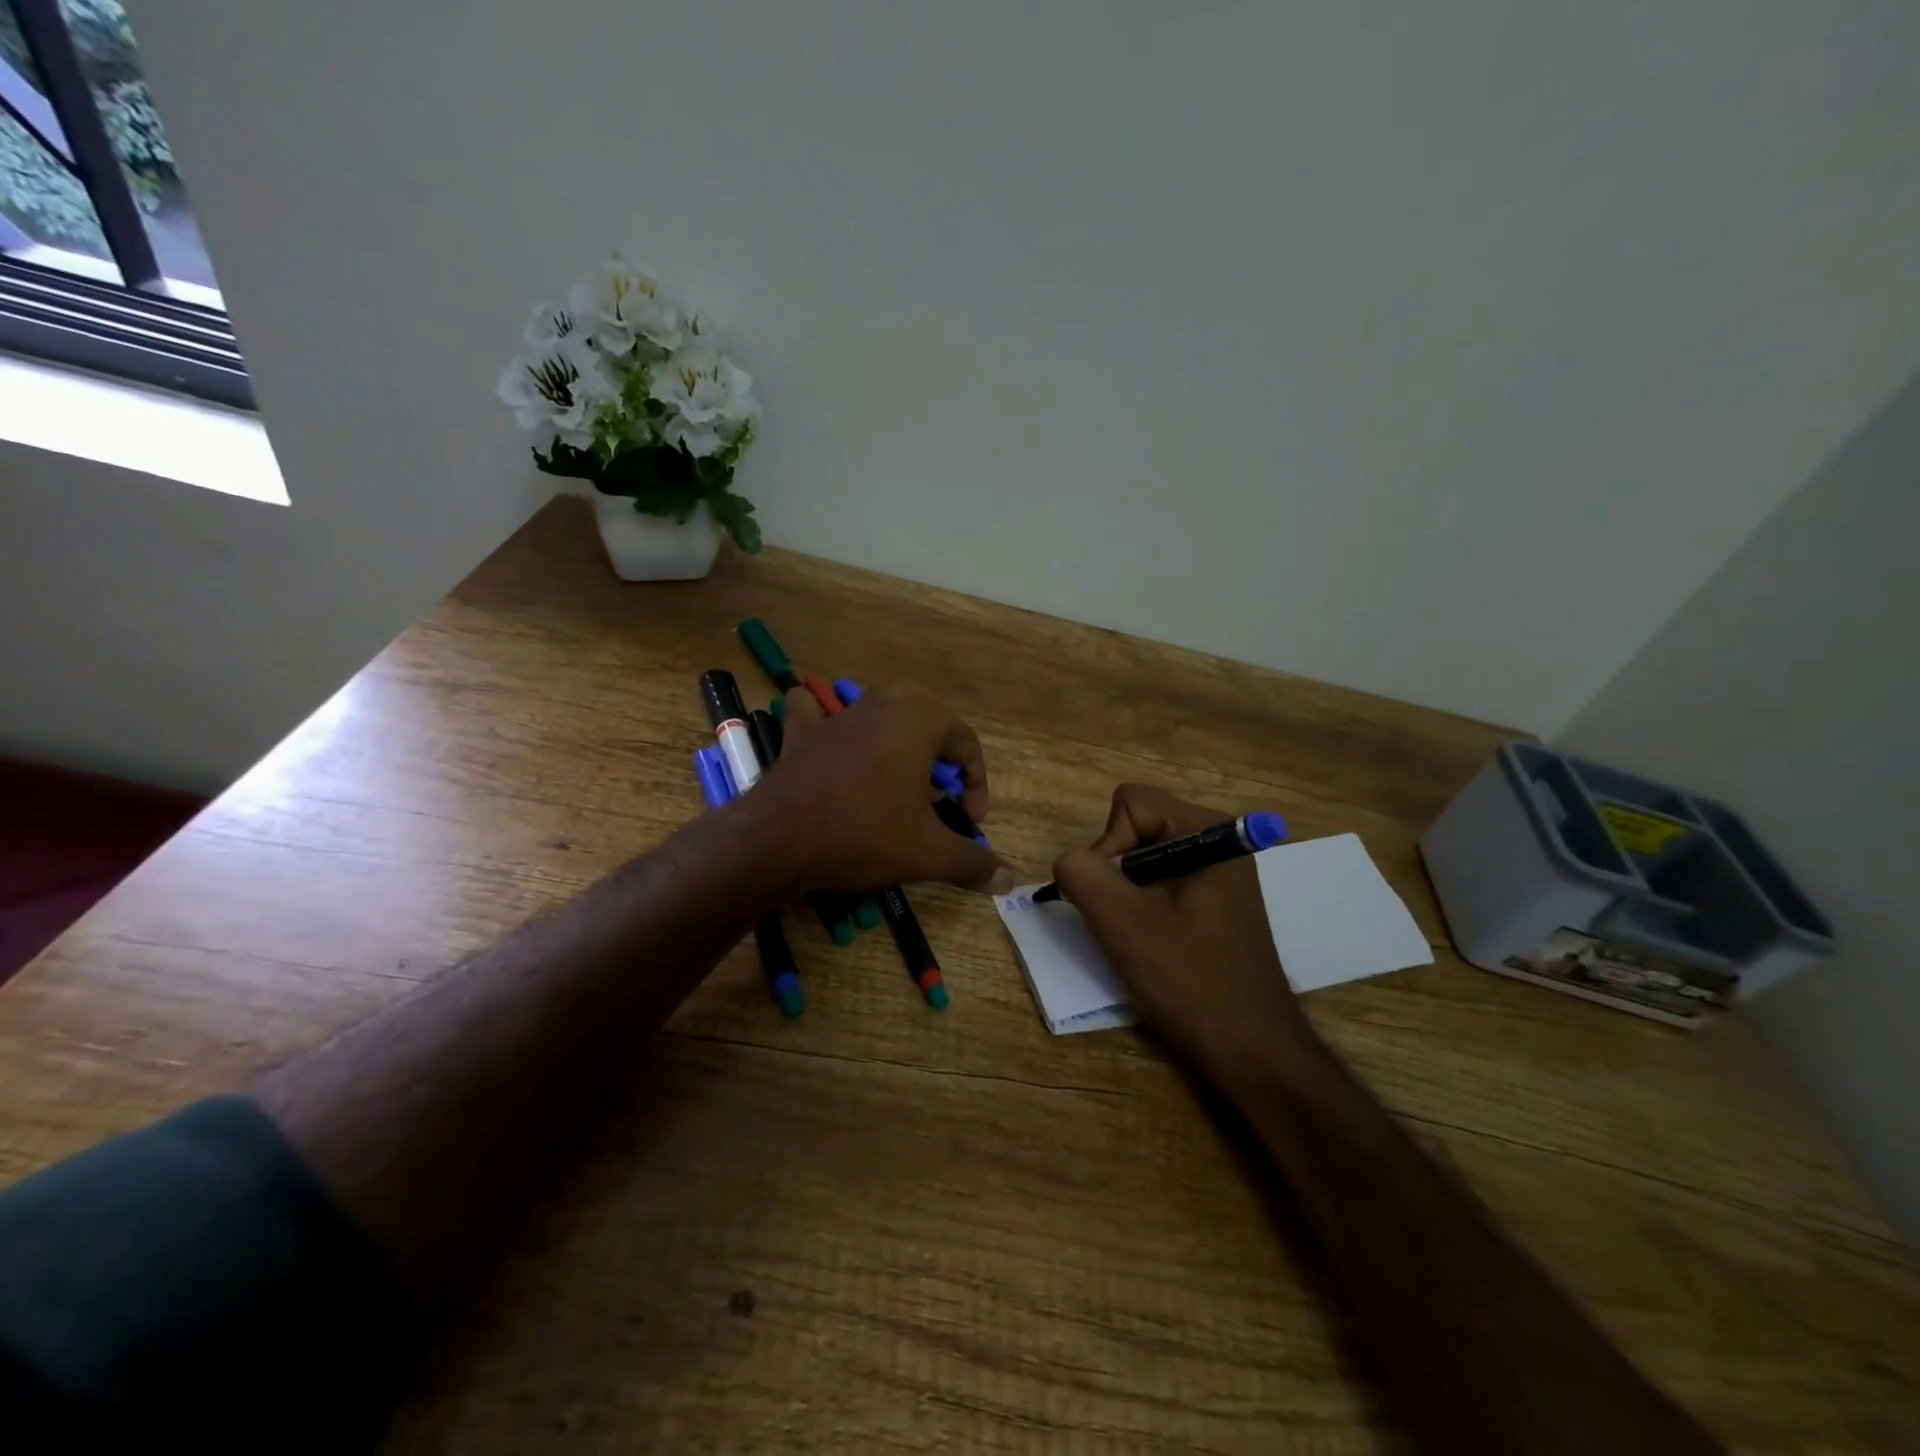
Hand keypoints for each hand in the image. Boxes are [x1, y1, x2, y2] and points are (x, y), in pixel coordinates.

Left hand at [745, 685, 1016, 895]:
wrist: (778, 838)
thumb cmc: (865, 833)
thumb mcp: (928, 852)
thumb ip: (973, 862)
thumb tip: (1010, 879)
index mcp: (920, 719)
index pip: (966, 744)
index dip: (976, 785)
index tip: (969, 822)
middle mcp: (882, 704)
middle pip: (928, 729)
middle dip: (939, 766)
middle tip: (937, 806)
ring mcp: (838, 715)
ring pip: (880, 720)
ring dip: (897, 749)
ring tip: (897, 789)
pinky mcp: (803, 733)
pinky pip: (818, 715)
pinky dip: (825, 721)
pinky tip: (828, 738)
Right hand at [1052, 784, 1312, 1077]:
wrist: (1254, 1052)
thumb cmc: (1191, 981)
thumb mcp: (1123, 923)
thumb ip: (1082, 874)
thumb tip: (1068, 860)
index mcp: (1208, 831)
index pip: (1129, 805)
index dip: (1107, 846)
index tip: (1114, 899)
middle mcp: (1218, 841)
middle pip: (1136, 827)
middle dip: (1115, 871)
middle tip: (1124, 922)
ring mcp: (1220, 872)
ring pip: (1143, 858)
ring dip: (1127, 894)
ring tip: (1139, 938)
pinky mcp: (1216, 901)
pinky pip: (1161, 883)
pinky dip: (1144, 907)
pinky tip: (1154, 945)